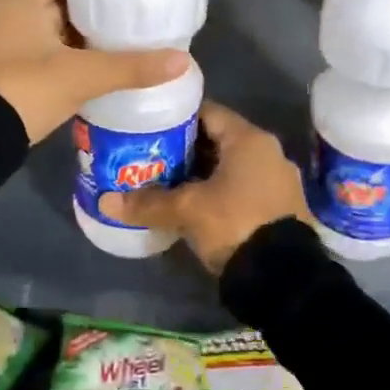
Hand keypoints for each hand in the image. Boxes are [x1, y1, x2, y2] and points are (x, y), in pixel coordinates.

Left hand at [0, 0, 188, 143]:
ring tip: (94, 58)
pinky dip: (39, 58)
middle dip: (78, 18)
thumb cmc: (25, 89)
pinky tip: (63, 78)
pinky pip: (17, 50)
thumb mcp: (83, 77)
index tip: (116, 5)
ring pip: (32, 28)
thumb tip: (182, 60)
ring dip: (59, 41)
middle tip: (113, 35)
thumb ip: (132, 67)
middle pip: (47, 1)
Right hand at [100, 102, 311, 273]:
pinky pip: (243, 189)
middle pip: (219, 140)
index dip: (178, 117)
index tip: (151, 127)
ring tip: (168, 184)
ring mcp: (278, 181)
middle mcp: (268, 152)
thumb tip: (106, 201)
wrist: (284, 277)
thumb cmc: (235, 223)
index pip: (208, 112)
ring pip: (231, 167)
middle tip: (152, 157)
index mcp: (250, 139)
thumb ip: (148, 203)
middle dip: (186, 150)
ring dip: (203, 174)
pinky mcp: (281, 208)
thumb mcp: (187, 210)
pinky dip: (220, 193)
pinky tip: (196, 208)